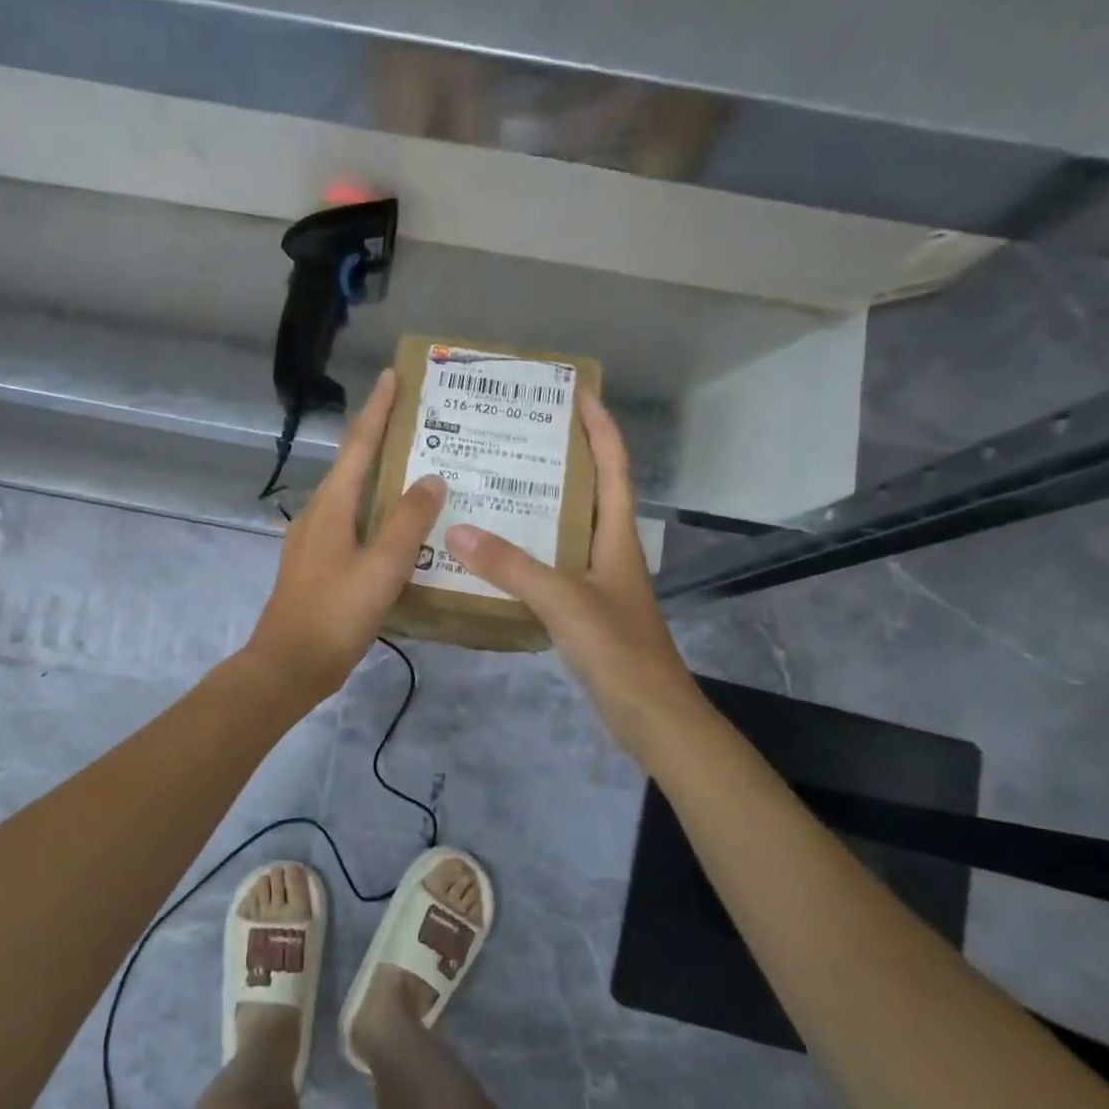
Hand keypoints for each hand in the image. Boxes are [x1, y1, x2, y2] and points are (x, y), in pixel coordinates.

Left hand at [246, 370, 446, 704]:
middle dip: (383, 442)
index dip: (377, 410)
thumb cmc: (335, 613)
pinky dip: (376, 516)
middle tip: (423, 427)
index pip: (357, 445)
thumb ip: (408, 521)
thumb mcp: (382, 567)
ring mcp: (313, 541)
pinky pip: (352, 526)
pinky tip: (400, 531)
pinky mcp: (317, 565)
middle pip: (353, 466)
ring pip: (353, 498)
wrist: (289, 666)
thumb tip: (431, 477)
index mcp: (331, 506)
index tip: (393, 377)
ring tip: (419, 474)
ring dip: (382, 481)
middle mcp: (318, 514)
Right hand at [444, 392, 701, 761]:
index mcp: (617, 537)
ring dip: (542, 504)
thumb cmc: (618, 649)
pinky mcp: (586, 610)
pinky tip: (497, 554)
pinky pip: (553, 565)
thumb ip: (512, 566)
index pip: (613, 468)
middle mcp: (610, 551)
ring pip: (568, 529)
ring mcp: (599, 581)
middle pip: (591, 491)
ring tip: (498, 484)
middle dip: (564, 458)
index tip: (578, 393)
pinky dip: (529, 551)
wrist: (651, 715)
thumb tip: (458, 530)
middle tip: (519, 435)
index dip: (600, 428)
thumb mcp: (564, 601)